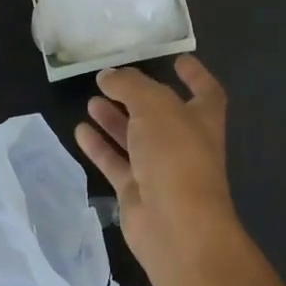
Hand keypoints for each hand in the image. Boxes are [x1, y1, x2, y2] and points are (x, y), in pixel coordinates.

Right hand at [75, 56, 240, 280]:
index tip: (177, 60)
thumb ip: (130, 86)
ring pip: (135, 139)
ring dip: (115, 120)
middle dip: (138, 97)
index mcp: (202, 119)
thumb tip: (108, 75)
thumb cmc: (175, 156)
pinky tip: (80, 131)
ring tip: (91, 101)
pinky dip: (99, 147)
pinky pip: (116, 164)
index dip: (194, 75)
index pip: (205, 91)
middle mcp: (184, 143)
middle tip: (111, 81)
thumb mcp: (154, 106)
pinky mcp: (137, 192)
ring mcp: (160, 170)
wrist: (175, 226)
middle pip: (161, 114)